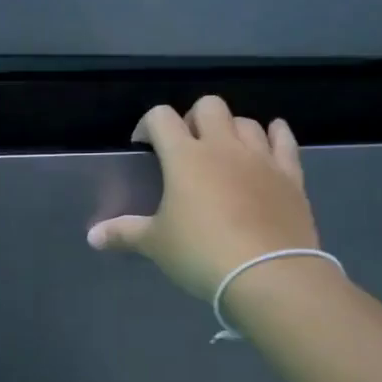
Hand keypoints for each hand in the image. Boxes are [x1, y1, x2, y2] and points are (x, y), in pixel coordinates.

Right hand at [87, 96, 320, 299]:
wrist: (268, 274)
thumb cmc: (201, 254)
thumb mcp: (156, 245)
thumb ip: (124, 233)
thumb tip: (92, 237)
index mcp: (184, 157)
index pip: (161, 117)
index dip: (148, 124)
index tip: (143, 145)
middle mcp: (223, 147)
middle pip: (208, 106)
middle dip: (193, 118)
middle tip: (185, 146)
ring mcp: (260, 158)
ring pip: (246, 121)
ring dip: (231, 128)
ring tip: (223, 151)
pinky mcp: (290, 175)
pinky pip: (283, 141)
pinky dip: (275, 134)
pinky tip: (270, 136)